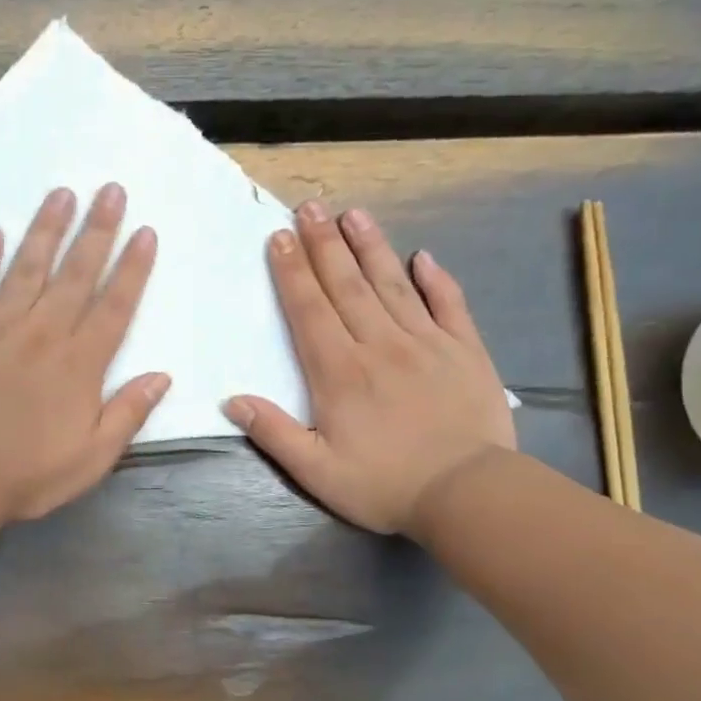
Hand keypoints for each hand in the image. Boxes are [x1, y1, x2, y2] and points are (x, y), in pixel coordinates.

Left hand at [0, 183, 167, 521]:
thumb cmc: (27, 474)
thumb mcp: (92, 457)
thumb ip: (127, 414)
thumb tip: (161, 377)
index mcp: (79, 364)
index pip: (114, 305)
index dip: (133, 267)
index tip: (145, 231)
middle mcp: (42, 333)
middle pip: (75, 272)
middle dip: (97, 229)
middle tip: (111, 189)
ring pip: (27, 266)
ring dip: (46, 227)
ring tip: (62, 193)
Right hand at [225, 199, 515, 538]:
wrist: (467, 493)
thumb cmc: (384, 486)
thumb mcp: (316, 471)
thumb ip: (274, 433)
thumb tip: (233, 401)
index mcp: (339, 373)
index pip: (309, 311)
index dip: (292, 272)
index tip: (278, 237)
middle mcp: (380, 346)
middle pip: (347, 286)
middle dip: (324, 244)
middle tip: (310, 207)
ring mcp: (427, 343)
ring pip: (393, 285)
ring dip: (371, 248)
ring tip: (353, 214)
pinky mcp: (466, 351)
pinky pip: (449, 305)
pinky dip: (437, 279)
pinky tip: (424, 257)